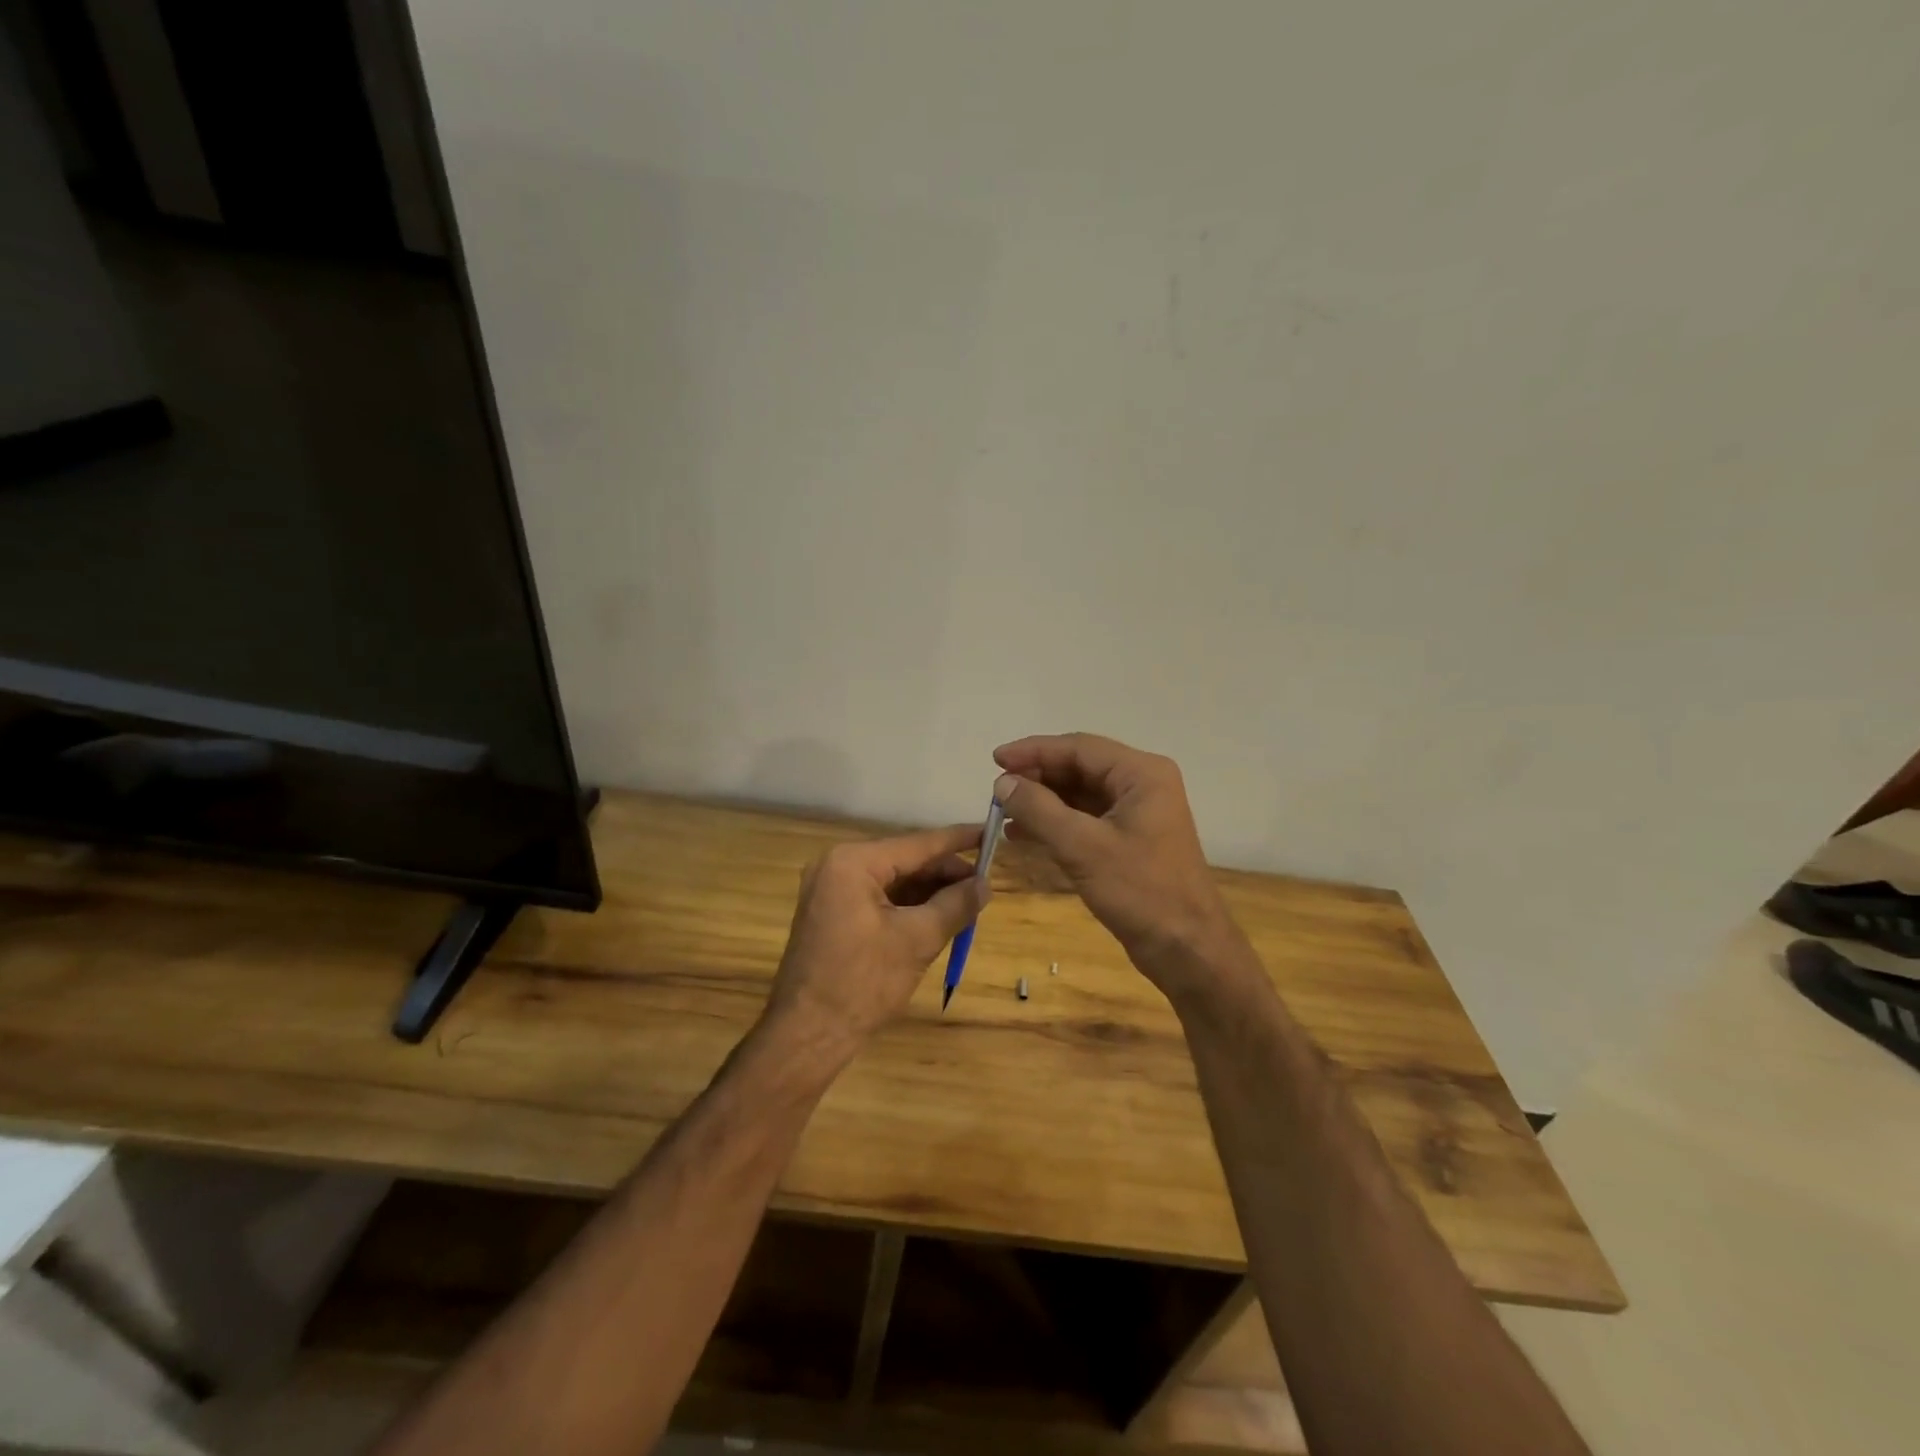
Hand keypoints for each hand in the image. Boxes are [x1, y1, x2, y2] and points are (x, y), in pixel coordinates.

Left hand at [760, 824, 987, 1066]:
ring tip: (968, 905)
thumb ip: (956, 905)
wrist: (807, 1035)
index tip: (991, 832)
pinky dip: (910, 907)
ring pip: (894, 881)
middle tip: (985, 887)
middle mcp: (837, 866)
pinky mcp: (832, 914)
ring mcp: (831, 890)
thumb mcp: (917, 940)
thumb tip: (986, 884)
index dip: (959, 840)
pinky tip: (939, 918)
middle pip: (905, 861)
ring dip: (930, 892)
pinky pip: (879, 899)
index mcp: (852, 862)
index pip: (918, 844)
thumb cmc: (863, 983)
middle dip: (945, 874)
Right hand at [992, 733, 1240, 994]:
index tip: (995, 759)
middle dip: (1037, 777)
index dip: (1034, 751)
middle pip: (1080, 768)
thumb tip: (1003, 783)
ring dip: (1042, 801)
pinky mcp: (1130, 840)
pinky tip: (1022, 834)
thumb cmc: (1140, 892)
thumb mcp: (1082, 847)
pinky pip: (1086, 819)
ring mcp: (1138, 813)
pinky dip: (1055, 823)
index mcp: (1141, 774)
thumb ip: (1039, 809)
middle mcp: (1142, 785)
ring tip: (1003, 813)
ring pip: (1080, 794)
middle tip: (997, 790)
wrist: (1187, 950)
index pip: (1079, 748)